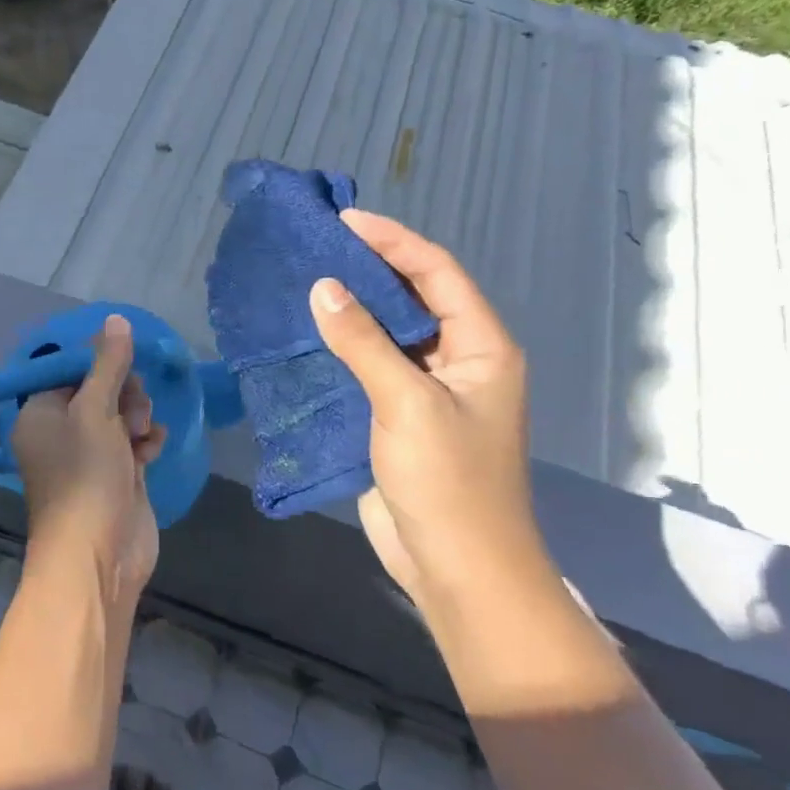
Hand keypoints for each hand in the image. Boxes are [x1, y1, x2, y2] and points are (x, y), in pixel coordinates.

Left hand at [10, 314, 167, 605]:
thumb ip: (108, 364)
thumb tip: (115, 320)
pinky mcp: (114, 478)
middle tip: (132, 412)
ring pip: (118, 417)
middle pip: (98, 391)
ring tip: (141, 435)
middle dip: (123, 394)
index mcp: (40, 413)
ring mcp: (87, 458)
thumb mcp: (95, 410)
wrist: (98, 555)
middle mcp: (59, 433)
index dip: (100, 365)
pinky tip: (152, 448)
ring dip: (136, 418)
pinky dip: (143, 442)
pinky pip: (131, 444)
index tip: (124, 368)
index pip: (70, 371)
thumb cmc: (86, 475)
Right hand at [309, 210, 546, 605]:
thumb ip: (364, 343)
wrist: (457, 567)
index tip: (346, 222)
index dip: (394, 242)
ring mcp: (428, 390)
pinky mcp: (399, 417)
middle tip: (320, 246)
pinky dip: (342, 348)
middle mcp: (459, 360)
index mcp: (482, 347)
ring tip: (307, 281)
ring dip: (353, 309)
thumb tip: (323, 288)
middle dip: (371, 269)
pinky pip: (370, 368)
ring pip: (389, 334)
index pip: (438, 274)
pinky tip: (308, 336)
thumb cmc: (448, 481)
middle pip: (414, 298)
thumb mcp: (407, 403)